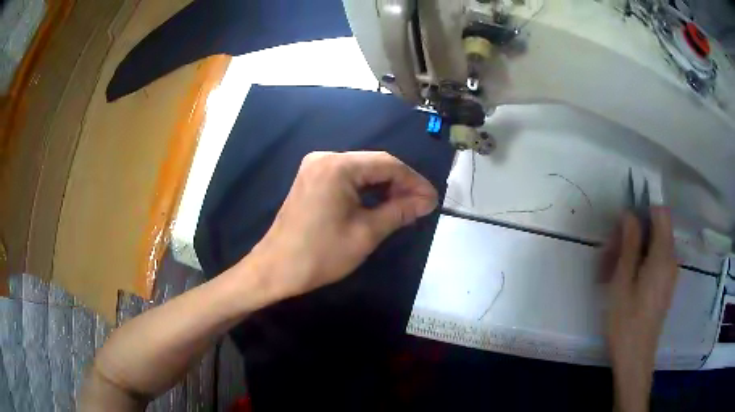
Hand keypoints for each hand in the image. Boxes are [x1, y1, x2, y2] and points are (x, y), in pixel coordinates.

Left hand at [245, 151, 437, 299]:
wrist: (275, 269)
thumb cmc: (320, 254)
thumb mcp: (366, 233)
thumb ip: (399, 211)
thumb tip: (427, 201)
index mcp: (338, 166)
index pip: (387, 164)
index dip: (414, 181)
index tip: (432, 199)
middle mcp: (325, 158)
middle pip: (374, 164)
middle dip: (400, 184)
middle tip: (421, 205)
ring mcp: (314, 167)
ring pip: (360, 171)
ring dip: (384, 187)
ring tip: (406, 206)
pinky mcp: (310, 179)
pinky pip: (346, 178)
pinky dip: (365, 190)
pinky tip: (380, 203)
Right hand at [605, 207, 677, 411]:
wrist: (635, 358)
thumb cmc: (626, 322)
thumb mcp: (622, 282)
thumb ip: (629, 244)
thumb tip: (629, 214)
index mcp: (663, 255)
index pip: (661, 213)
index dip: (642, 211)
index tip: (622, 226)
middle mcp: (671, 259)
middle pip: (656, 229)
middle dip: (632, 234)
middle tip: (608, 254)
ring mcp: (669, 273)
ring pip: (653, 246)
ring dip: (632, 250)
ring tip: (609, 271)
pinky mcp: (665, 285)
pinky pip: (654, 261)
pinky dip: (639, 263)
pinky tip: (622, 281)